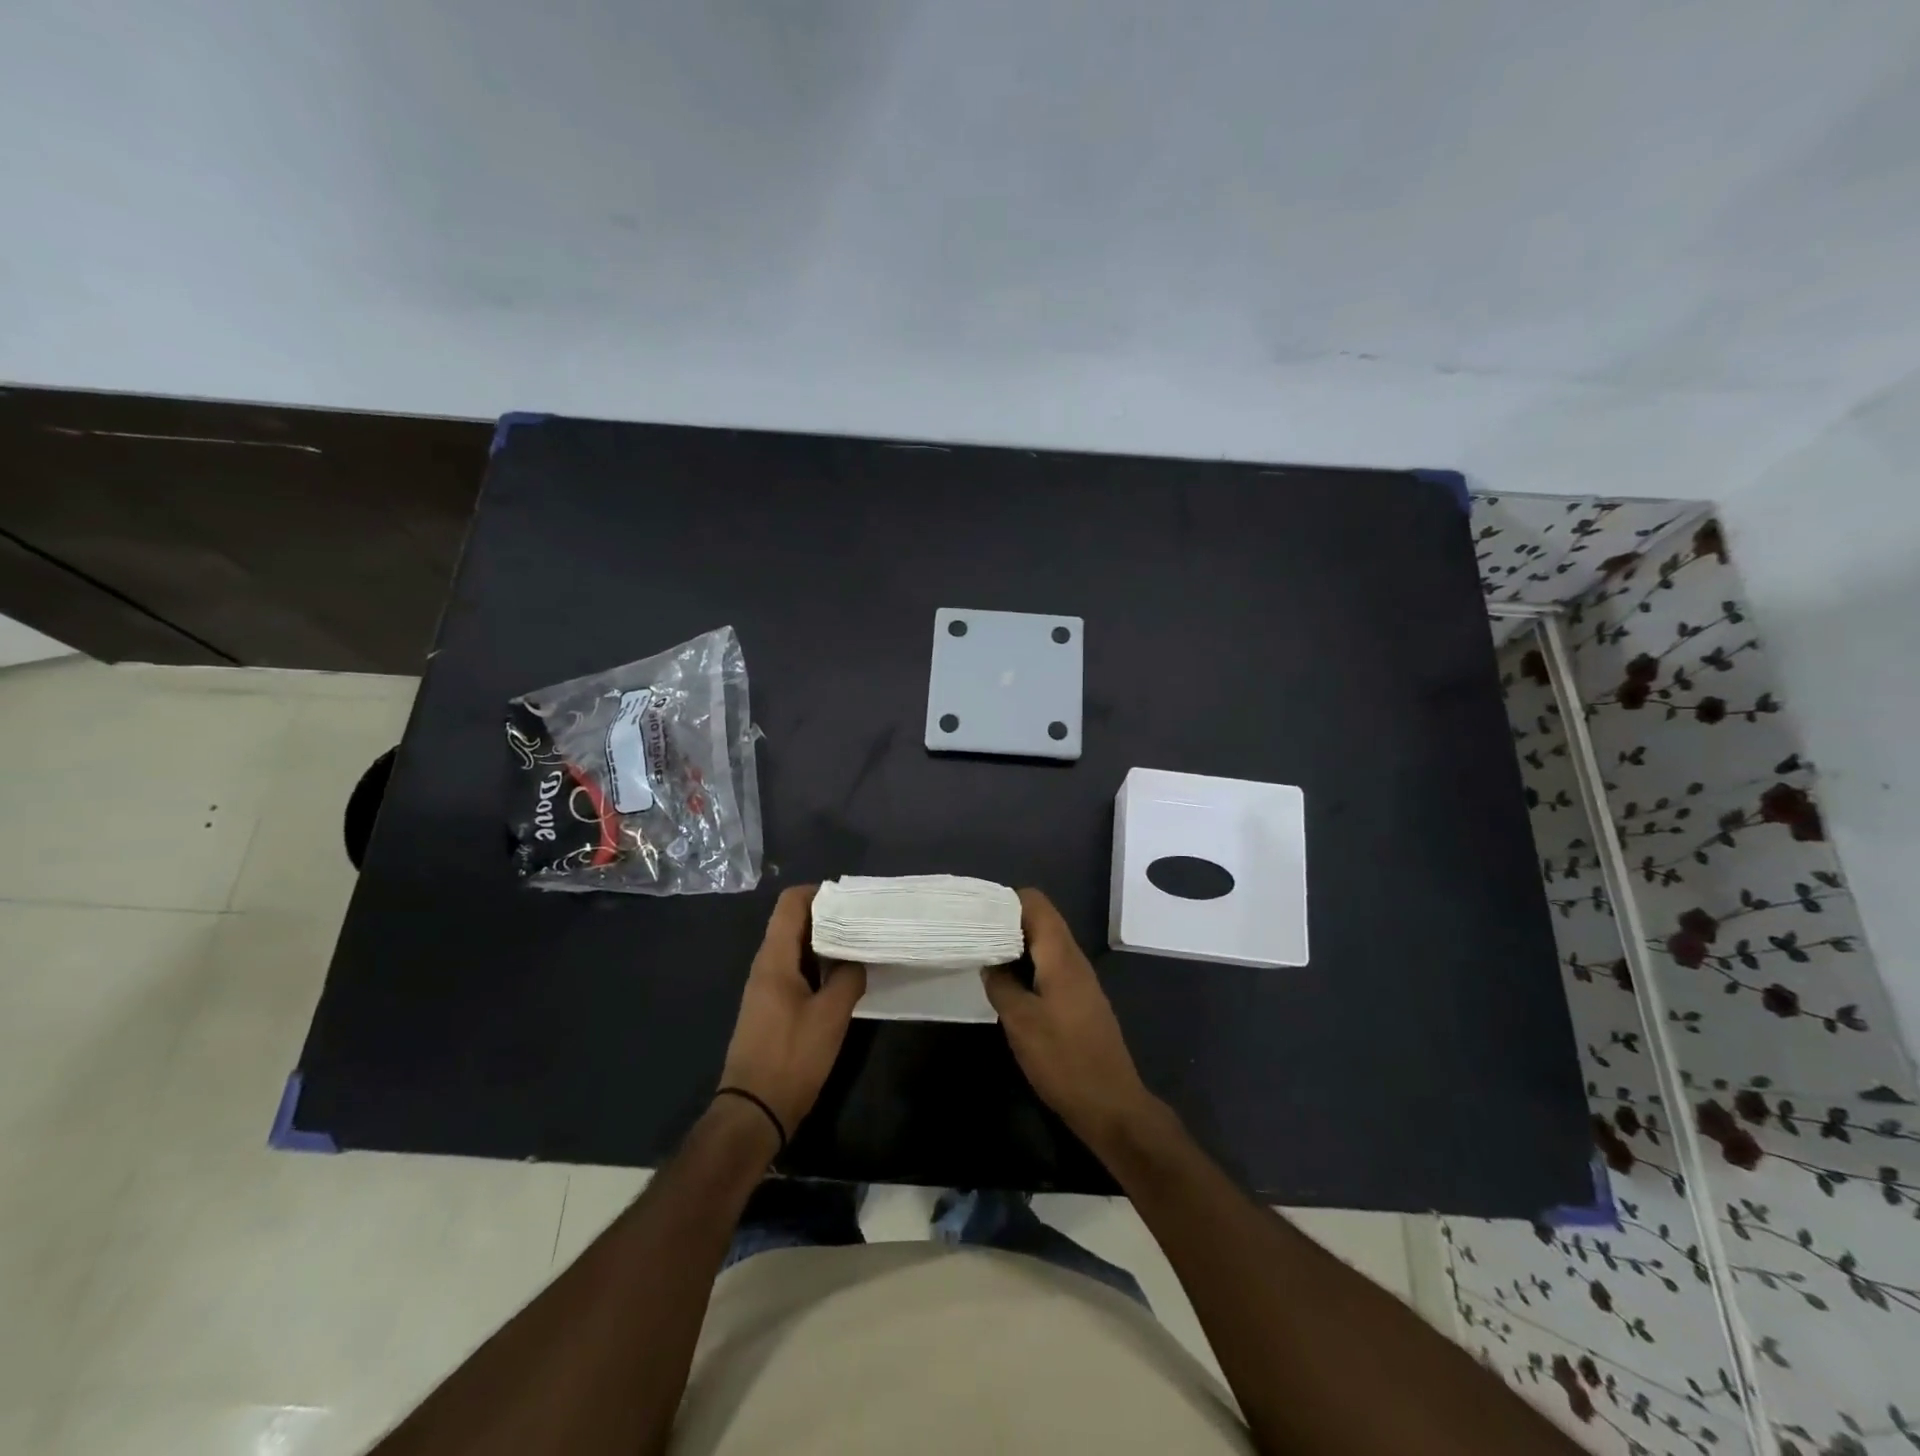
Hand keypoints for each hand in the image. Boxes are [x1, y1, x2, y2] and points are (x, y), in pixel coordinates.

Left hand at [718, 885, 866, 1136]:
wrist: (753, 1112)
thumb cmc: (792, 1057)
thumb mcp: (831, 1016)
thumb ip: (848, 978)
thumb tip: (857, 959)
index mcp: (774, 959)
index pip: (790, 903)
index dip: (819, 893)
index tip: (851, 900)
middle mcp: (765, 965)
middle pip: (793, 923)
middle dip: (828, 917)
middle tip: (864, 921)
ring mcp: (765, 988)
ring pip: (795, 948)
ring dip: (824, 943)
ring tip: (859, 946)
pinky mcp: (770, 1008)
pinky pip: (794, 970)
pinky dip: (817, 966)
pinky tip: (842, 978)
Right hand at [984, 888, 1165, 1155]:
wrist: (1112, 1106)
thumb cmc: (1064, 1060)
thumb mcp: (1021, 1022)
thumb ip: (1001, 984)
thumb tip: (989, 961)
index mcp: (1061, 955)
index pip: (1036, 903)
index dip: (1005, 901)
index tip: (976, 913)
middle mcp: (1074, 959)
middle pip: (1041, 920)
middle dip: (1007, 922)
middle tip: (973, 935)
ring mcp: (1080, 981)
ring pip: (1045, 945)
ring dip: (1017, 946)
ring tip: (984, 957)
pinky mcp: (1080, 1001)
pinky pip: (1051, 966)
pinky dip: (1028, 966)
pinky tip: (1008, 985)